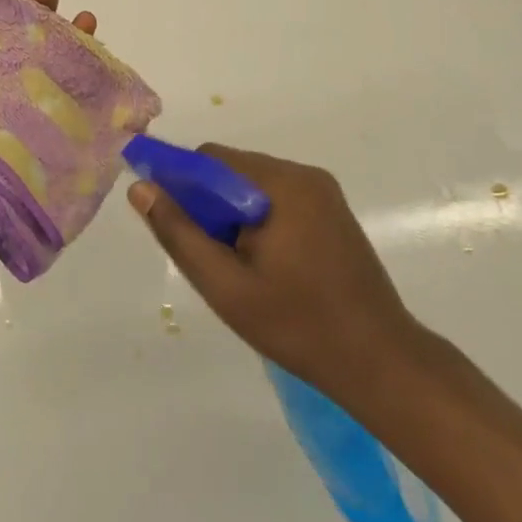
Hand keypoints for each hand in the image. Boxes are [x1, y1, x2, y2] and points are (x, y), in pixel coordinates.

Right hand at [128, 145, 429, 408]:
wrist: (380, 362)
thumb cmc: (297, 325)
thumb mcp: (225, 285)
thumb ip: (179, 233)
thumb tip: (141, 188)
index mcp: (281, 184)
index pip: (210, 159)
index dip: (180, 183)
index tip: (169, 222)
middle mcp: (304, 175)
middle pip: (232, 170)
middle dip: (208, 204)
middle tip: (208, 256)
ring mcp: (323, 192)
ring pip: (253, 186)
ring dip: (232, 214)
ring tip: (236, 267)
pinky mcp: (333, 212)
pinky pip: (278, 199)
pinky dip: (257, 220)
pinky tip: (263, 264)